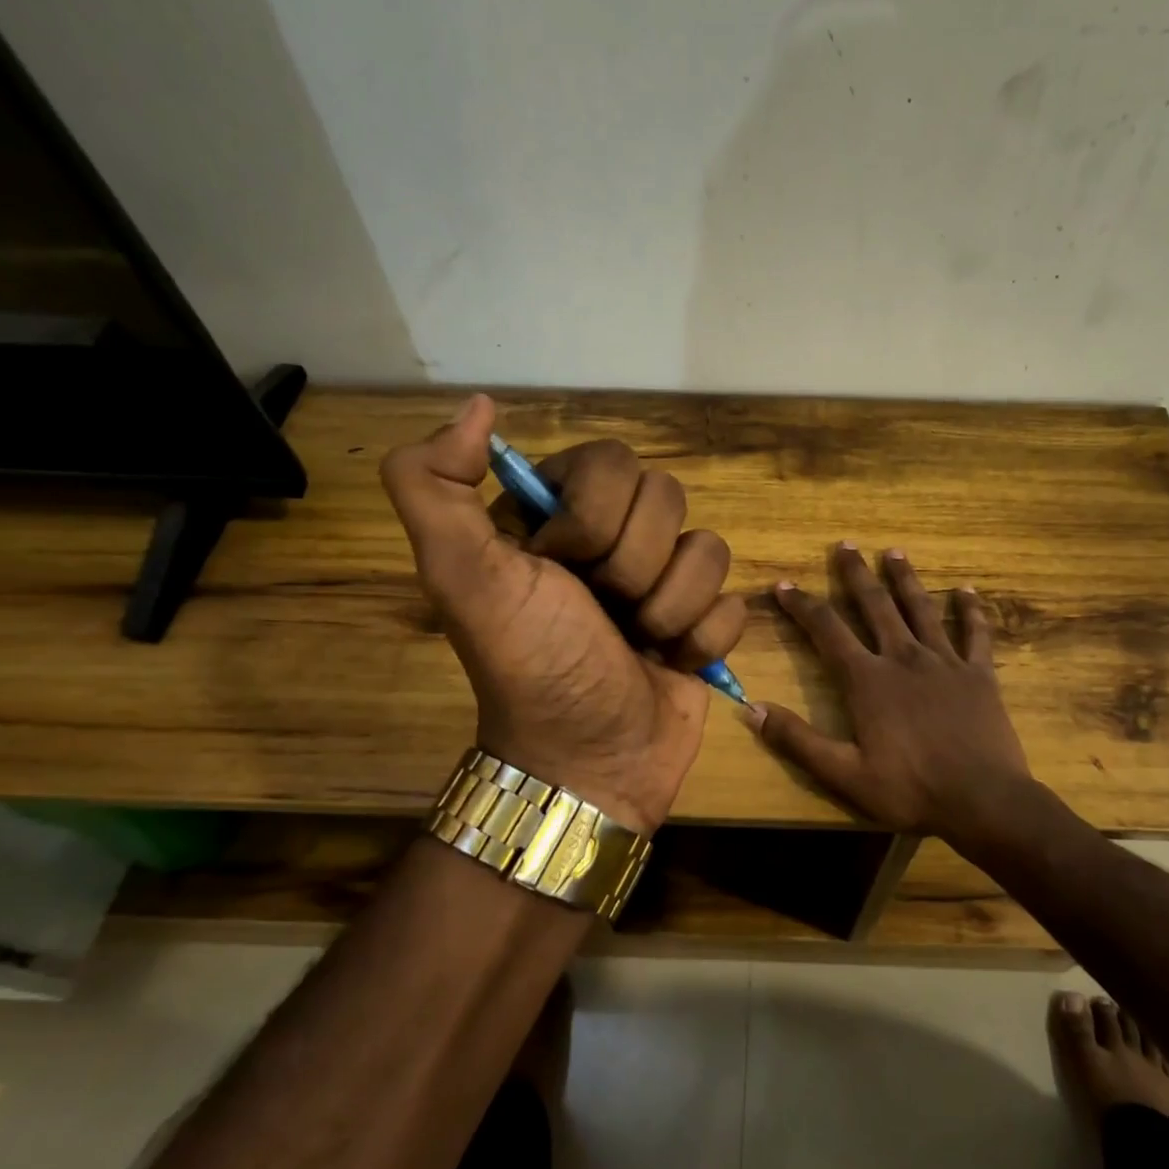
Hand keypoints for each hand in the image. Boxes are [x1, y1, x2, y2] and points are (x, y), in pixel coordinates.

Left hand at [381, 394, 745, 831]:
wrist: (588, 763)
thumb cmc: (529, 666)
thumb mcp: (461, 576)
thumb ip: (434, 484)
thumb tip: (479, 405)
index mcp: (559, 515)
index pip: (613, 461)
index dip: (594, 517)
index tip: (559, 569)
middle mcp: (615, 538)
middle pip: (669, 499)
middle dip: (633, 568)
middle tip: (602, 612)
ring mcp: (665, 580)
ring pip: (709, 549)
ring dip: (671, 608)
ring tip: (637, 643)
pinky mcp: (704, 620)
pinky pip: (734, 601)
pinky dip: (702, 639)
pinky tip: (670, 663)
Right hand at [747, 544, 1031, 835]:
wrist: (983, 801)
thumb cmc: (910, 790)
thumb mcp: (844, 774)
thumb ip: (798, 740)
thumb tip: (751, 709)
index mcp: (868, 680)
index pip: (827, 630)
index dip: (802, 605)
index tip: (784, 585)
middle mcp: (904, 658)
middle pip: (875, 605)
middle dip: (856, 574)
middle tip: (845, 545)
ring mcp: (945, 661)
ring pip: (921, 608)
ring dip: (905, 578)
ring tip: (894, 552)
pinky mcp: (979, 674)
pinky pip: (975, 633)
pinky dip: (970, 610)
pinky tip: (967, 591)